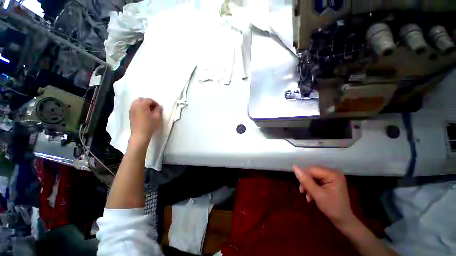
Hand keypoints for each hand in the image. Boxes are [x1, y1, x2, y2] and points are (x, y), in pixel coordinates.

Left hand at [129, 98, 162, 143]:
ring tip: (149, 111)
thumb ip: (159, 110)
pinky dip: (140, 108)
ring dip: (143, 105)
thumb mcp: (157, 117)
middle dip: (148, 102)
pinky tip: (144, 114)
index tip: (159, 108)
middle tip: (154, 108)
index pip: (149, 100)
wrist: (140, 134)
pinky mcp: (130, 114)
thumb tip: (159, 106)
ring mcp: (131, 109)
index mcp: (142, 104)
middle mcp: (135, 105)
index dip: (155, 103)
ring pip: (137, 103)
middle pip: (141, 99)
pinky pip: (135, 107)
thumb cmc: (150, 125)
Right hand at [293, 166, 355, 227]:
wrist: (343, 221)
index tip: (301, 190)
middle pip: (312, 173)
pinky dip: (312, 187)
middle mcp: (333, 172)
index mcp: (333, 174)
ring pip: (312, 177)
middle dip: (306, 183)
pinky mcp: (330, 181)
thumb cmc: (332, 208)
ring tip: (308, 197)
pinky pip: (316, 180)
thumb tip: (294, 167)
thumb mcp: (317, 194)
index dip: (304, 177)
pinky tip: (311, 196)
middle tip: (303, 193)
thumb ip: (306, 180)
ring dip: (308, 186)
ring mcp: (332, 177)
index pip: (312, 170)